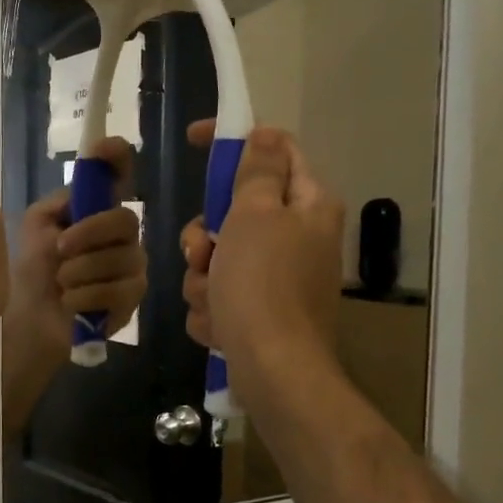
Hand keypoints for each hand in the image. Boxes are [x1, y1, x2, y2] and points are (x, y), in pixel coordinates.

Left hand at [1, 137, 145, 429]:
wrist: (24, 324)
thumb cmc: (27, 273)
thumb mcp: (36, 228)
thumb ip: (61, 203)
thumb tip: (84, 189)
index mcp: (95, 212)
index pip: (118, 175)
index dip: (116, 157)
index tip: (104, 150)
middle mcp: (120, 236)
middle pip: (125, 219)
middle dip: (89, 234)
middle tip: (60, 250)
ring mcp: (130, 269)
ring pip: (122, 257)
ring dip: (80, 271)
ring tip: (61, 284)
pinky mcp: (131, 302)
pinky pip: (119, 289)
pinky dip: (86, 296)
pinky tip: (70, 304)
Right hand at [181, 122, 344, 397]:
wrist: (273, 369)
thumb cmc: (262, 284)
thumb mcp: (255, 215)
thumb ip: (258, 171)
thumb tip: (267, 133)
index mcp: (308, 206)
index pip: (274, 150)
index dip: (234, 139)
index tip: (194, 139)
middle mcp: (298, 238)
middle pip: (235, 212)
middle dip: (205, 236)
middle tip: (202, 251)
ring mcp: (278, 279)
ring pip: (218, 258)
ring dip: (203, 279)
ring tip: (214, 300)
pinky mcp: (260, 312)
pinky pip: (220, 295)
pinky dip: (213, 309)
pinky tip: (220, 325)